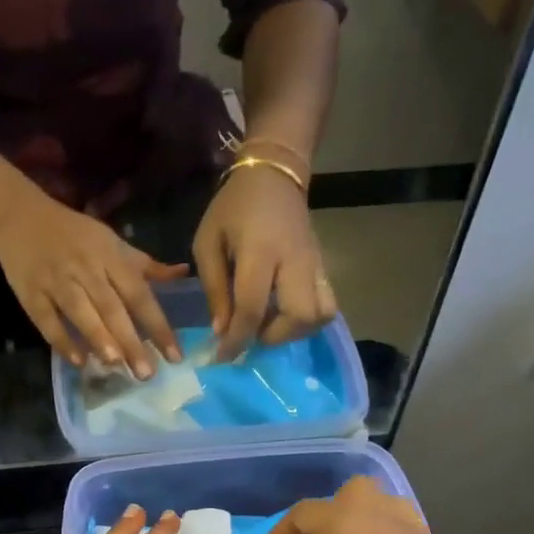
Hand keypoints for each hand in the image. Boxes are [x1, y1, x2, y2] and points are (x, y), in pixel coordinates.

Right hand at [0, 191, 186, 376]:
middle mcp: (86, 269)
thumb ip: (146, 265)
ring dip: (98, 338)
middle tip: (146, 373)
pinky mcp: (30, 293)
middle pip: (111, 307)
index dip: (158, 325)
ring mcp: (56, 281)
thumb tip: (184, 273)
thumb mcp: (113, 243)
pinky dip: (61, 340)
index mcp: (110, 257)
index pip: (139, 295)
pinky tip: (78, 361)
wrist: (19, 216)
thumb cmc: (74, 234)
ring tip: (116, 365)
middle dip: (130, 340)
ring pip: (80, 312)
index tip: (174, 356)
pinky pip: (46, 320)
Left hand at [194, 164, 336, 359]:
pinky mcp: (324, 267)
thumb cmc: (233, 208)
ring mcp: (315, 265)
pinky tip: (283, 313)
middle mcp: (294, 262)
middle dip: (274, 336)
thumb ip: (214, 288)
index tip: (222, 358)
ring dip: (294, 331)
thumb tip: (222, 331)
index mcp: (260, 253)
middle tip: (252, 331)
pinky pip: (326, 305)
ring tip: (270, 324)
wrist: (274, 175)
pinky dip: (307, 320)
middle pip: (300, 316)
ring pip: (321, 315)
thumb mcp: (207, 242)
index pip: (252, 308)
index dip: (237, 340)